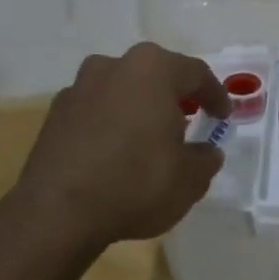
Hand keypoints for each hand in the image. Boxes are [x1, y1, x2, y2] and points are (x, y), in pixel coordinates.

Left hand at [11, 42, 230, 248]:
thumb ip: (205, 159)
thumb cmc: (135, 184)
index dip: (215, 95)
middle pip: (154, 75)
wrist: (57, 212)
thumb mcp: (190, 179)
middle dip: (174, 96)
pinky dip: (110, 124)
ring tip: (149, 138)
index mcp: (152, 69)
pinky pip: (95, 112)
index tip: (223, 116)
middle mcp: (113, 66)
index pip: (196, 73)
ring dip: (138, 108)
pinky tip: (116, 153)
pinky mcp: (54, 114)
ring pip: (121, 90)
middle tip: (189, 121)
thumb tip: (206, 152)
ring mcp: (78, 88)